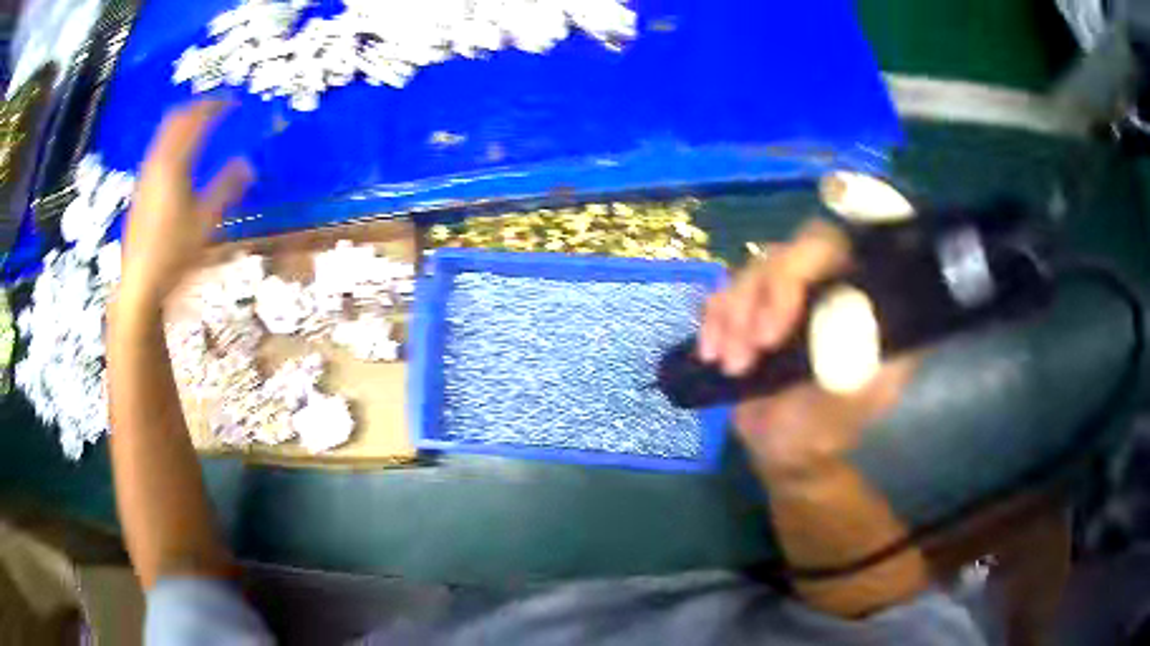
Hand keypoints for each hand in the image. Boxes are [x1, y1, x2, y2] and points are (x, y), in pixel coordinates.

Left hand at [118, 100, 252, 312]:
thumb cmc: (174, 253)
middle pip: (175, 119)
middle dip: (197, 108)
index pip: (195, 120)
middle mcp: (156, 162)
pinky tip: (180, 157)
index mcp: (173, 164)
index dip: (215, 106)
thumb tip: (248, 163)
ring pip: (164, 134)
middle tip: (217, 107)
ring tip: (200, 126)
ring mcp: (145, 176)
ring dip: (183, 123)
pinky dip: (173, 141)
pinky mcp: (140, 190)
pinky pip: (157, 150)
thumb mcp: (206, 222)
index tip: (234, 102)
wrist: (139, 283)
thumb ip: (227, 188)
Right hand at [699, 220, 916, 478]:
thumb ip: (855, 350)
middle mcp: (823, 285)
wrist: (785, 449)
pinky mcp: (753, 310)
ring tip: (730, 367)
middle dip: (753, 302)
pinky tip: (710, 353)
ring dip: (730, 318)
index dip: (792, 278)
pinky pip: (724, 294)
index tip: (770, 336)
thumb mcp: (852, 394)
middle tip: (741, 358)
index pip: (829, 248)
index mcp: (856, 297)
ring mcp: (785, 296)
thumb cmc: (826, 426)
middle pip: (781, 255)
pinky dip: (713, 320)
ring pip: (748, 272)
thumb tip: (844, 311)